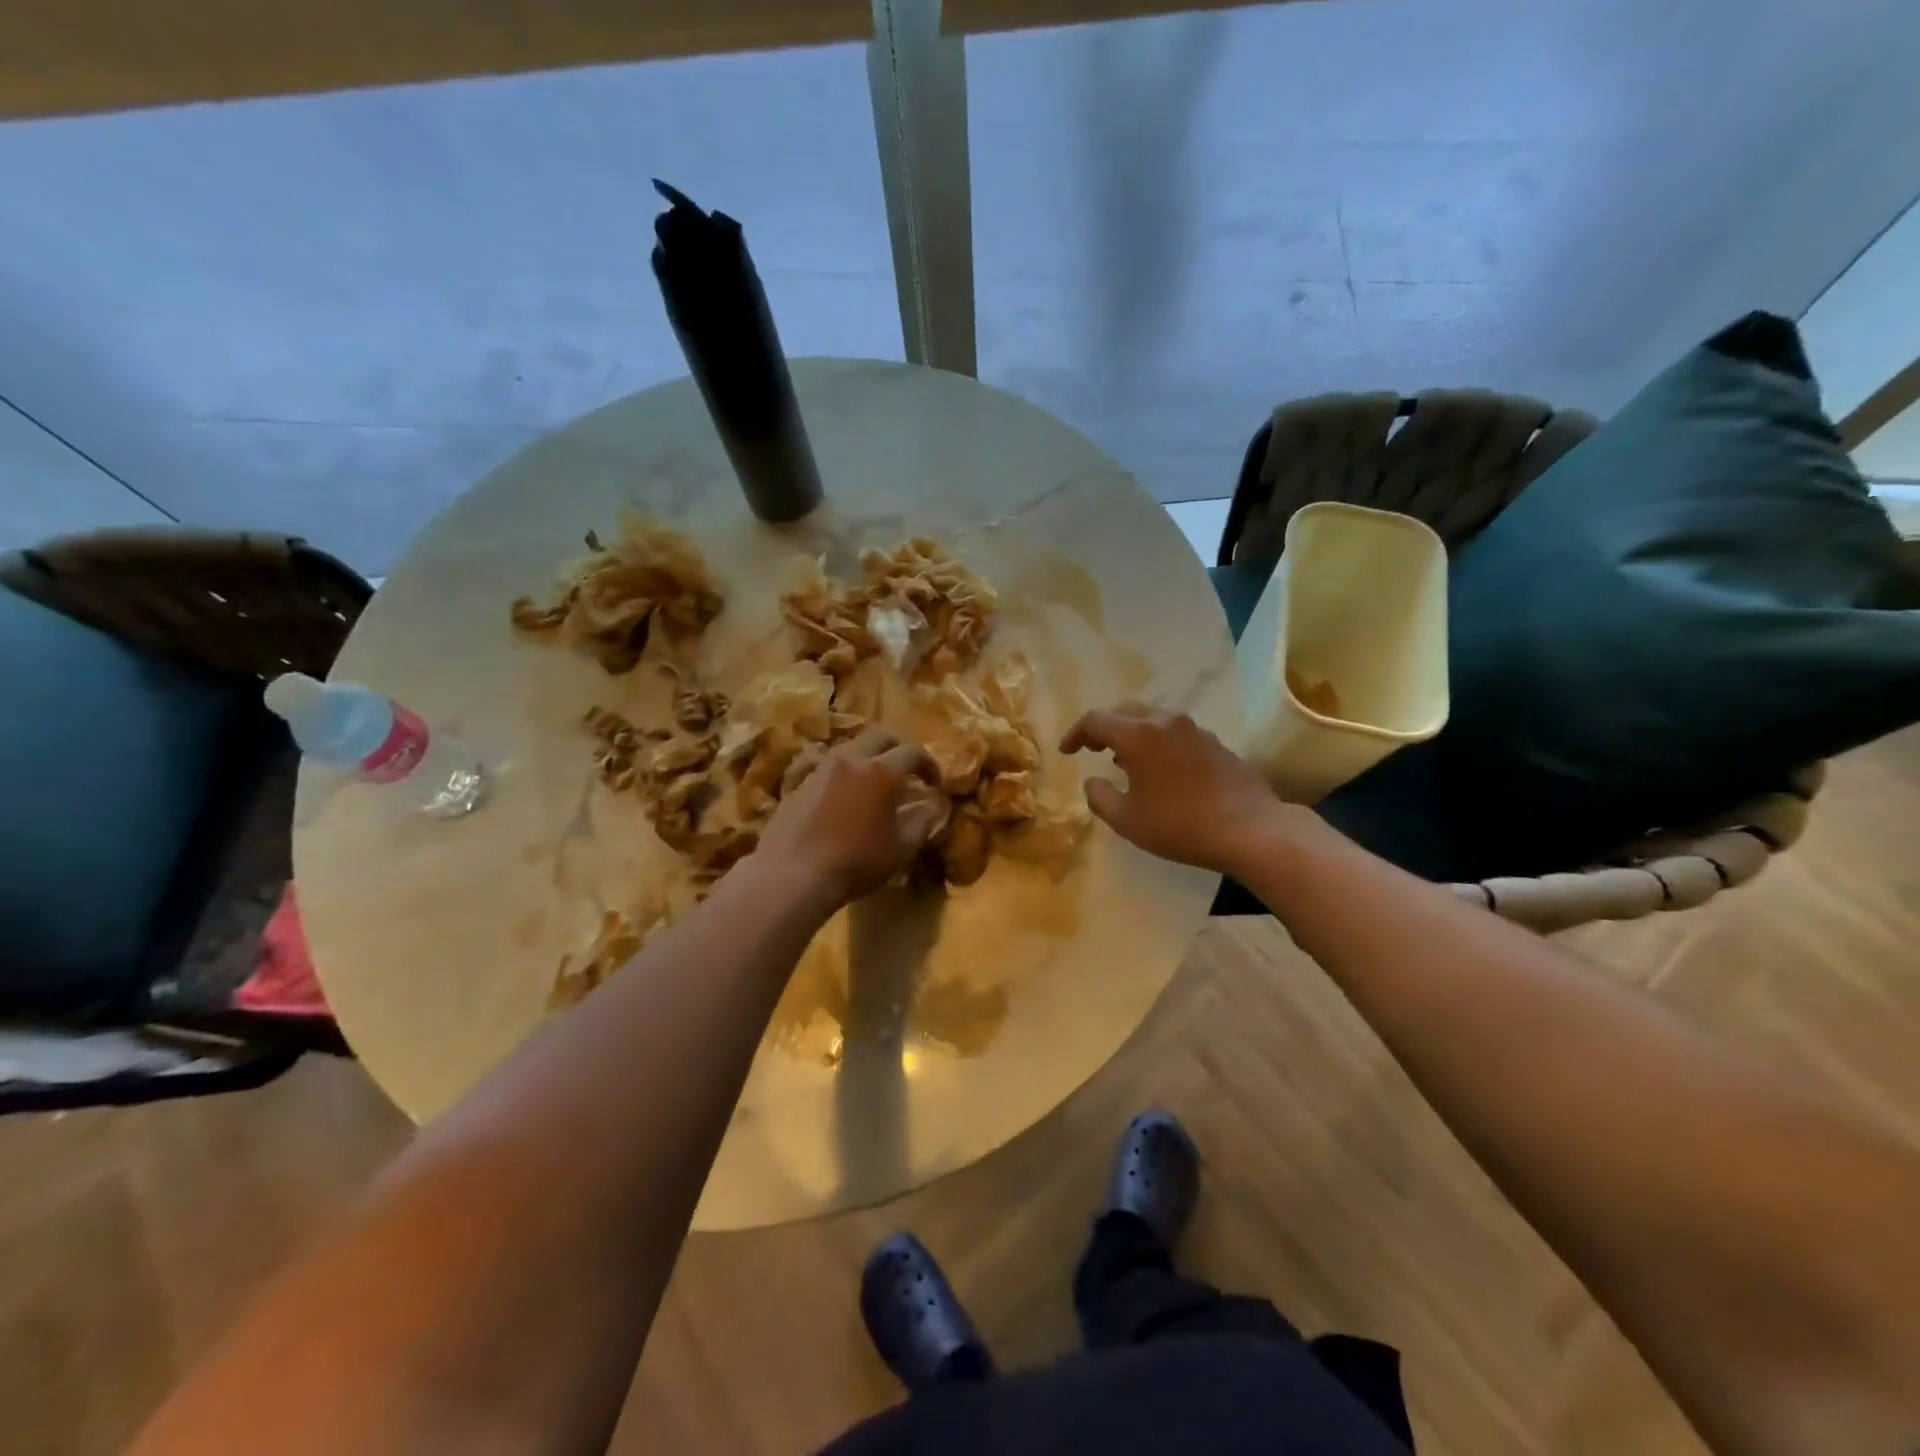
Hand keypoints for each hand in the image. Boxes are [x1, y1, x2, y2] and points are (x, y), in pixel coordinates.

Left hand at [755, 728, 941, 907]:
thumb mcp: (901, 848)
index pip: (913, 752)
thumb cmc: (856, 862)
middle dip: (900, 748)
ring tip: (876, 780)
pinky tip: (847, 794)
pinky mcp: (800, 781)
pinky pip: (829, 764)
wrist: (793, 874)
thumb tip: (933, 805)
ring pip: (852, 746)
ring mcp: (822, 767)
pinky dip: (846, 770)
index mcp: (882, 771)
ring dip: (870, 756)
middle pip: (881, 736)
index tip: (935, 784)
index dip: (930, 765)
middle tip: (908, 769)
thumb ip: (923, 821)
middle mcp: (852, 758)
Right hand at [1060, 705, 1280, 873]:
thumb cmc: (1180, 825)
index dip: (1075, 734)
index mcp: (1138, 736)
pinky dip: (1158, 742)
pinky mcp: (1215, 743)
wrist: (1250, 828)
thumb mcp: (1128, 820)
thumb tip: (1093, 782)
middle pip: (1125, 711)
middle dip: (1104, 727)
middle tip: (1093, 748)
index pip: (1095, 720)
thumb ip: (1100, 797)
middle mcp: (1165, 722)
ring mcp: (1194, 730)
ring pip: (1153, 718)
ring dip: (1133, 733)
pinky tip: (1161, 769)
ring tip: (1125, 760)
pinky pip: (1175, 732)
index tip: (1067, 752)